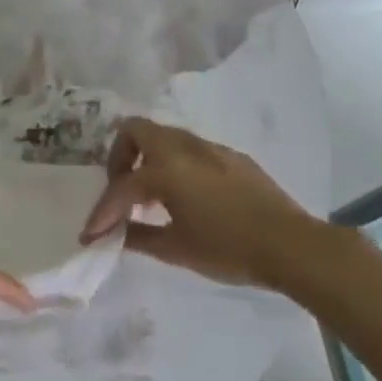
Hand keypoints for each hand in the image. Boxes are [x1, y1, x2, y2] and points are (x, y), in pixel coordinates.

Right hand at [79, 117, 344, 294]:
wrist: (292, 246)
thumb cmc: (228, 249)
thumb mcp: (175, 249)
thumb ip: (138, 237)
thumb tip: (114, 235)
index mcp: (166, 169)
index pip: (121, 187)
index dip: (101, 213)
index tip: (90, 235)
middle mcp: (185, 148)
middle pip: (136, 130)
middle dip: (119, 158)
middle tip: (122, 191)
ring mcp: (212, 149)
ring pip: (165, 138)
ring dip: (148, 160)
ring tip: (151, 199)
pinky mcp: (233, 158)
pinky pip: (191, 151)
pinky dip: (176, 166)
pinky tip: (185, 199)